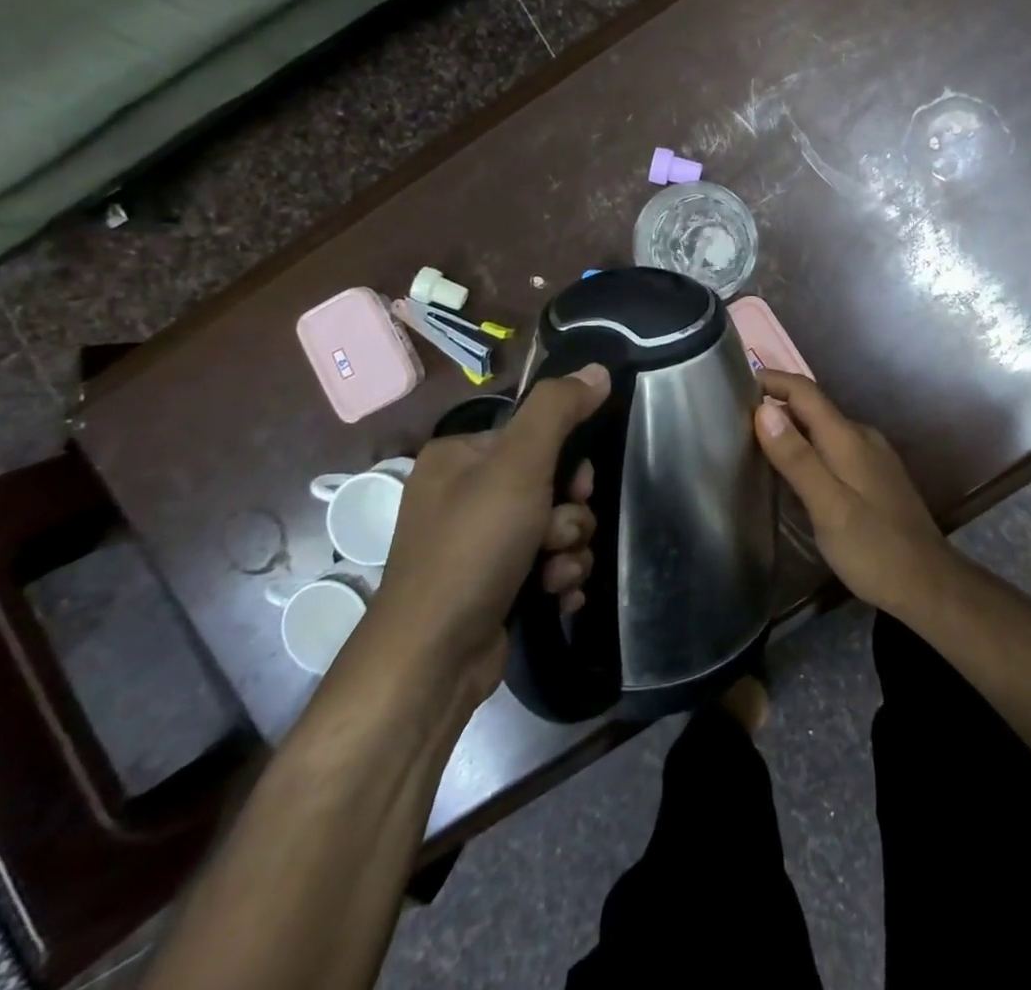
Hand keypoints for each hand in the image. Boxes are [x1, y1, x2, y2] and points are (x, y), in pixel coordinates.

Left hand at [367, 365, 608, 694]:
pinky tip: (556, 596)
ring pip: (557, 527)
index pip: (536, 435)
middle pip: (552, 484)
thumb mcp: (519, 466)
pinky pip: (547, 564)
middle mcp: (465, 494)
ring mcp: (479, 543)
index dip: (567, 461)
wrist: (432, 660)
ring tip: (552, 575)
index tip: (573, 488)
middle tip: (557, 536)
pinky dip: (558, 578)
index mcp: (460, 456)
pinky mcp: (494, 584)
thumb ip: (558, 411)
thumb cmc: (473, 548)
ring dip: (568, 550)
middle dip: (569, 515)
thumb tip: (598, 369)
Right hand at [753, 371, 955, 616]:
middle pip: (813, 407)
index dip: (771, 380)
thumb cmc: (874, 548)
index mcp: (848, 438)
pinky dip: (809, 448)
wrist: (929, 585)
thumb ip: (796, 458)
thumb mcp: (828, 506)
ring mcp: (873, 457)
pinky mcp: (876, 477)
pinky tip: (795, 473)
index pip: (805, 391)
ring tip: (756, 444)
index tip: (735, 384)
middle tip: (735, 420)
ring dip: (792, 428)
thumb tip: (762, 409)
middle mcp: (862, 437)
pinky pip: (835, 448)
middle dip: (776, 404)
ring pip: (824, 429)